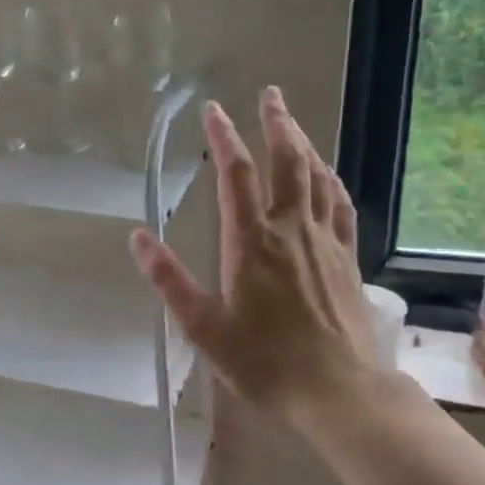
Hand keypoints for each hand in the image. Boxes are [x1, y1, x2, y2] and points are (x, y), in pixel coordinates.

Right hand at [130, 88, 376, 429]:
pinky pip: (340, 205)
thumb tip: (137, 237)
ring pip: (316, 176)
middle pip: (287, 161)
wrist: (337, 390)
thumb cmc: (263, 361)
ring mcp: (324, 240)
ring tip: (292, 122)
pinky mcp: (346, 257)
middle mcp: (289, 229)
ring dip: (303, 143)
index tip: (213, 109)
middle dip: (276, 123)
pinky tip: (326, 174)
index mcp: (250, 242)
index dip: (223, 137)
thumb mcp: (204, 327)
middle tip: (270, 94)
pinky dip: (330, 180)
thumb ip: (170, 280)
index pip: (236, 174)